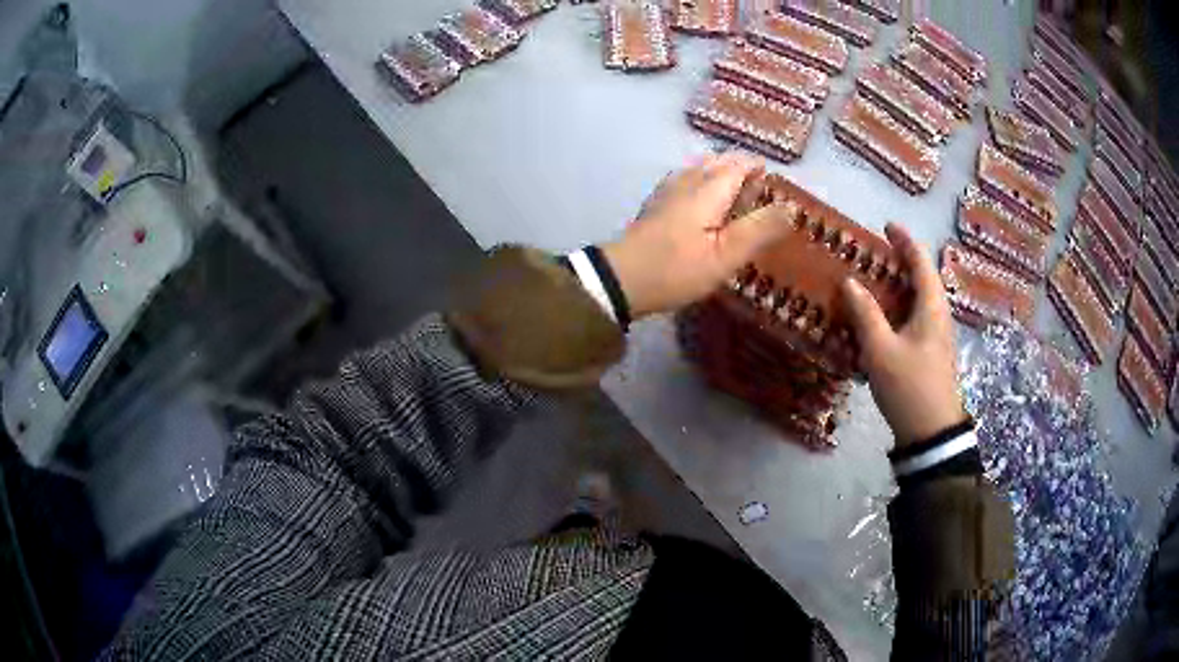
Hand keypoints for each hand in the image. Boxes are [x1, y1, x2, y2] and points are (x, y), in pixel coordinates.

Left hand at [602, 152, 796, 317]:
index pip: (739, 163)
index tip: (773, 183)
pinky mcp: (655, 205)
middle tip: (758, 195)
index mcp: (709, 187)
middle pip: (719, 162)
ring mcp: (667, 190)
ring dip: (721, 177)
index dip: (758, 168)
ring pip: (700, 170)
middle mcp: (688, 180)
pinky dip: (702, 186)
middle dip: (741, 170)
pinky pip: (685, 182)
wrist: (621, 279)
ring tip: (736, 201)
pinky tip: (704, 208)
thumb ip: (759, 229)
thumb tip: (790, 207)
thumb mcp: (726, 255)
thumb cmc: (678, 269)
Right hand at [840, 223, 966, 446]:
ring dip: (900, 285)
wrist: (931, 433)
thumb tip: (849, 281)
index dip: (905, 241)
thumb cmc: (909, 386)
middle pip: (923, 278)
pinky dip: (900, 307)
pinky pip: (916, 317)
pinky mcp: (931, 352)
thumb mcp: (881, 350)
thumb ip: (865, 314)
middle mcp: (938, 315)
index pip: (920, 262)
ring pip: (920, 299)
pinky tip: (883, 318)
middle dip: (902, 261)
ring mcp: (937, 335)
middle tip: (875, 252)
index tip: (887, 225)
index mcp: (931, 307)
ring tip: (875, 280)